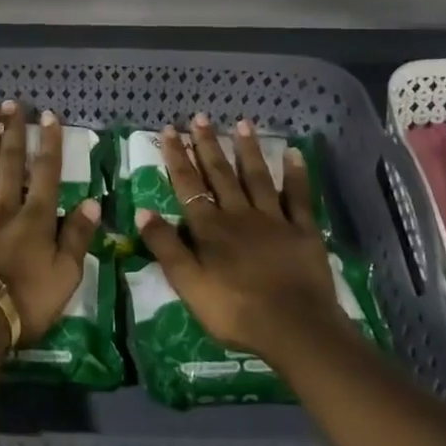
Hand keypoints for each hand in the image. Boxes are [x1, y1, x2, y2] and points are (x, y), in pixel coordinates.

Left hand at [0, 101, 99, 343]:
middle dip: (14, 131)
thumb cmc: (24, 304)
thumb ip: (78, 238)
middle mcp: (4, 206)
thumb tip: (92, 202)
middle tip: (14, 103)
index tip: (49, 116)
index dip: (49, 143)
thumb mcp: (66, 277)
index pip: (46, 173)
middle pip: (10, 162)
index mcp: (36, 219)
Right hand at [135, 115, 346, 362]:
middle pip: (220, 174)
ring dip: (247, 150)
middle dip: (208, 145)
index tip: (170, 130)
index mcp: (210, 229)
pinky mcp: (303, 230)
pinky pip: (299, 197)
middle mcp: (239, 214)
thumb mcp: (188, 284)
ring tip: (241, 123)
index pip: (188, 186)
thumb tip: (142, 211)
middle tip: (200, 117)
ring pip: (257, 177)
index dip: (178, 157)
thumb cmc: (235, 311)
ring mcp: (274, 219)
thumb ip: (166, 247)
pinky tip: (294, 152)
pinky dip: (297, 174)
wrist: (294, 328)